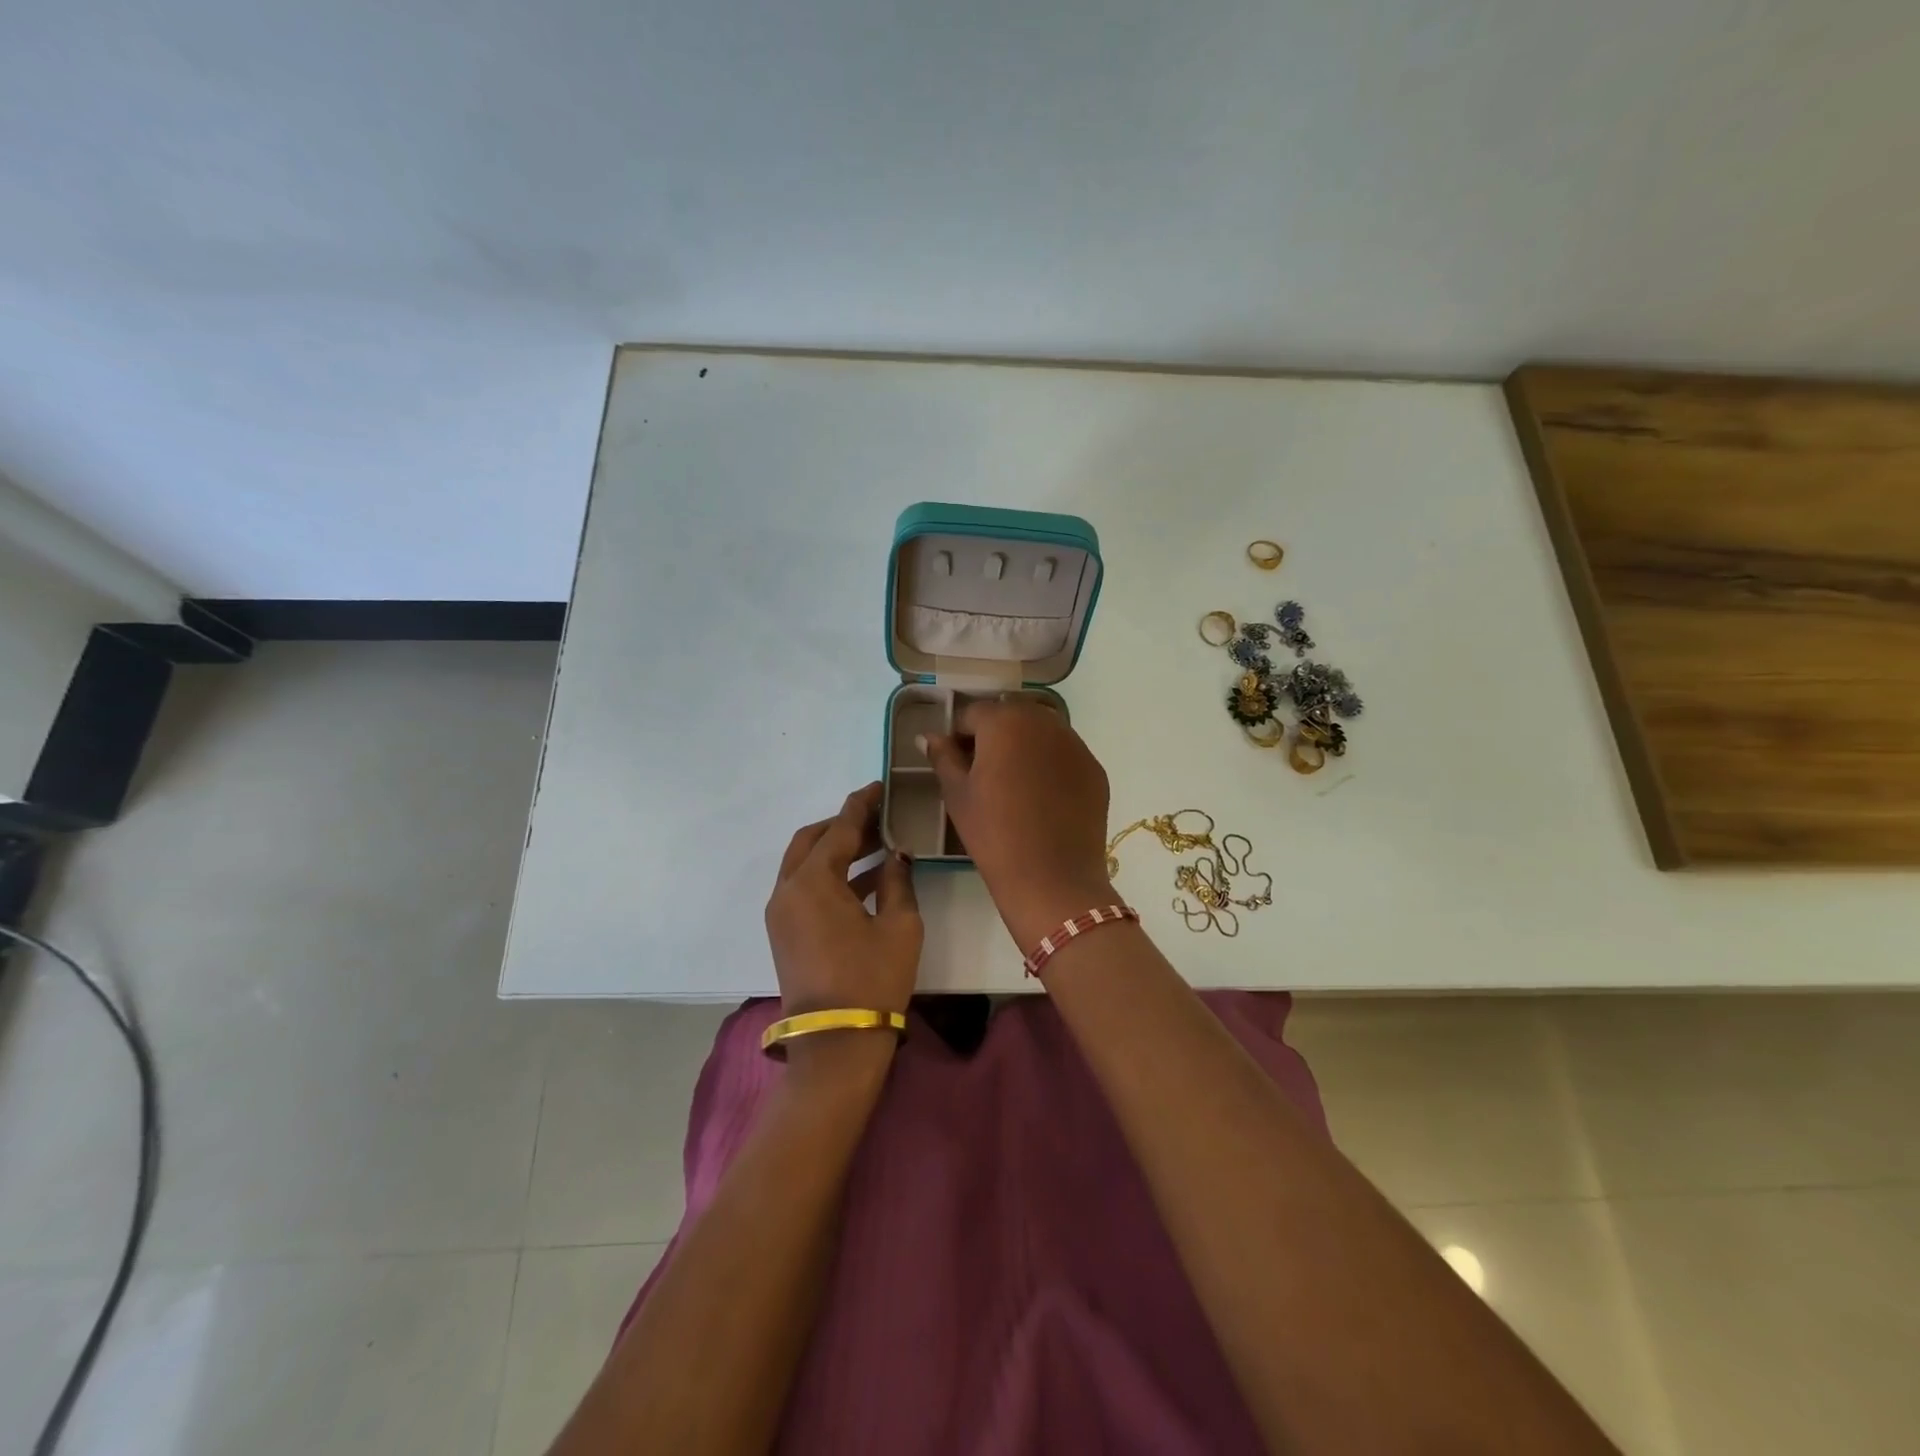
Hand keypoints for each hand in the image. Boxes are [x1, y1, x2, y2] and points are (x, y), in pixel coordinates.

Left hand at [765, 783, 921, 1023]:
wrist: (837, 1042)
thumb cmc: (873, 978)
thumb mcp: (899, 925)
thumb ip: (898, 881)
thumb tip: (897, 855)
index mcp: (813, 881)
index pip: (839, 829)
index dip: (861, 805)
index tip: (878, 787)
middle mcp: (787, 890)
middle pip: (812, 840)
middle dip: (843, 825)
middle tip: (877, 819)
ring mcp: (780, 913)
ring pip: (804, 864)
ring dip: (836, 851)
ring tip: (877, 845)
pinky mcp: (783, 933)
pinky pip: (803, 888)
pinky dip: (828, 876)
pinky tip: (864, 879)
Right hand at [925, 699, 1115, 950]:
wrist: (1052, 879)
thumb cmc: (994, 834)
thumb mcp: (957, 795)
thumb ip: (943, 756)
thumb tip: (929, 736)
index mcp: (1005, 722)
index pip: (972, 714)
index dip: (959, 736)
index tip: (954, 764)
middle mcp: (1044, 722)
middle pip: (1010, 716)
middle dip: (994, 736)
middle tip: (983, 774)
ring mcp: (1075, 745)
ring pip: (1041, 732)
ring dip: (1024, 746)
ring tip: (1013, 785)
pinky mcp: (1094, 769)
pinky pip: (1064, 755)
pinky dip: (1050, 765)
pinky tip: (1042, 799)